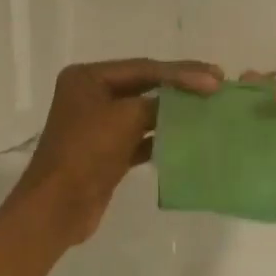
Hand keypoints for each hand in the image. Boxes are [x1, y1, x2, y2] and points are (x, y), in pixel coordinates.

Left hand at [15, 58, 222, 244]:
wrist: (59, 206)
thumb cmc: (87, 152)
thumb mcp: (126, 118)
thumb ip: (160, 102)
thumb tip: (189, 98)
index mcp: (87, 77)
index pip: (143, 68)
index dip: (182, 72)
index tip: (216, 78)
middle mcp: (91, 95)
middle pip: (144, 85)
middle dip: (180, 87)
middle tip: (217, 86)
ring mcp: (98, 124)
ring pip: (144, 111)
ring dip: (174, 112)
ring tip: (208, 109)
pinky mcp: (107, 151)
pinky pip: (141, 136)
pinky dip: (162, 136)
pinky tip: (189, 137)